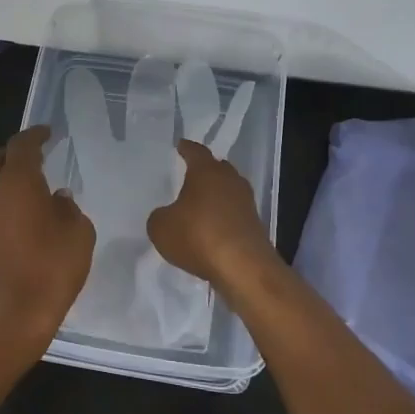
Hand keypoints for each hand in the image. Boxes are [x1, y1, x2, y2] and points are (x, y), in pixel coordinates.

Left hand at [0, 126, 94, 372]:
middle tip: (37, 156)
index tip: (48, 133)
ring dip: (7, 180)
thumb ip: (69, 210)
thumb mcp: (77, 235)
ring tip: (30, 188)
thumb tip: (57, 199)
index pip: (22, 145)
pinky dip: (1, 203)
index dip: (36, 135)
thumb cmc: (48, 270)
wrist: (5, 319)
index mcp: (15, 180)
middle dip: (16, 155)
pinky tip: (20, 218)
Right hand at [146, 138, 278, 289]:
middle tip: (189, 175)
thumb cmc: (198, 236)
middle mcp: (230, 180)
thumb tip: (168, 215)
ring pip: (227, 191)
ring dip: (215, 196)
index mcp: (207, 171)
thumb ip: (160, 216)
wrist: (243, 267)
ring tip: (198, 204)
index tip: (180, 145)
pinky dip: (222, 217)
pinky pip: (233, 213)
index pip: (196, 152)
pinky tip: (210, 229)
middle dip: (204, 171)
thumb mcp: (161, 227)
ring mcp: (246, 203)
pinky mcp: (254, 225)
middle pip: (217, 169)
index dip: (186, 148)